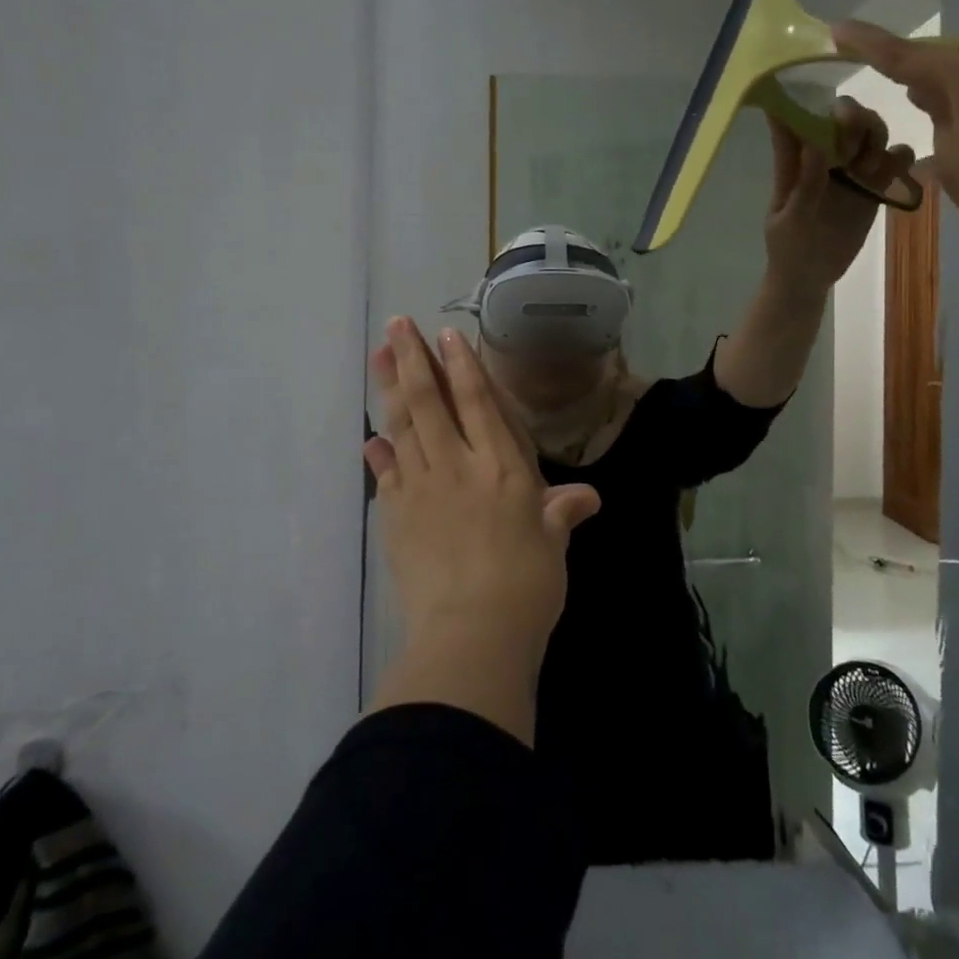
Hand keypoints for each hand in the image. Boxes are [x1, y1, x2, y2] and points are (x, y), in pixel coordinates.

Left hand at [364, 318, 600, 731]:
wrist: (471, 633)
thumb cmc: (526, 585)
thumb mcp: (552, 544)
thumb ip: (560, 512)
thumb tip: (586, 497)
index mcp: (501, 467)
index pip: (478, 402)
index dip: (462, 365)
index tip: (445, 334)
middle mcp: (458, 466)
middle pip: (430, 402)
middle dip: (412, 359)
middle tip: (395, 325)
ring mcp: (421, 489)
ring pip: (403, 427)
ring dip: (389, 390)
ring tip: (377, 357)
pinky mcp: (396, 517)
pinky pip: (387, 475)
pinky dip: (380, 454)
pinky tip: (372, 441)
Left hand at [761, 96, 913, 292]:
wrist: (808, 278)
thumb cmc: (788, 248)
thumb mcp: (791, 220)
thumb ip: (805, 184)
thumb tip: (817, 143)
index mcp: (795, 161)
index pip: (798, 118)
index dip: (812, 104)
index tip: (827, 112)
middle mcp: (824, 157)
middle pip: (845, 116)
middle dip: (855, 118)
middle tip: (853, 147)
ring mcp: (851, 171)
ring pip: (872, 133)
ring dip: (877, 136)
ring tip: (868, 168)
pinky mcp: (873, 187)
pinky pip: (894, 161)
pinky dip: (901, 157)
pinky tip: (895, 171)